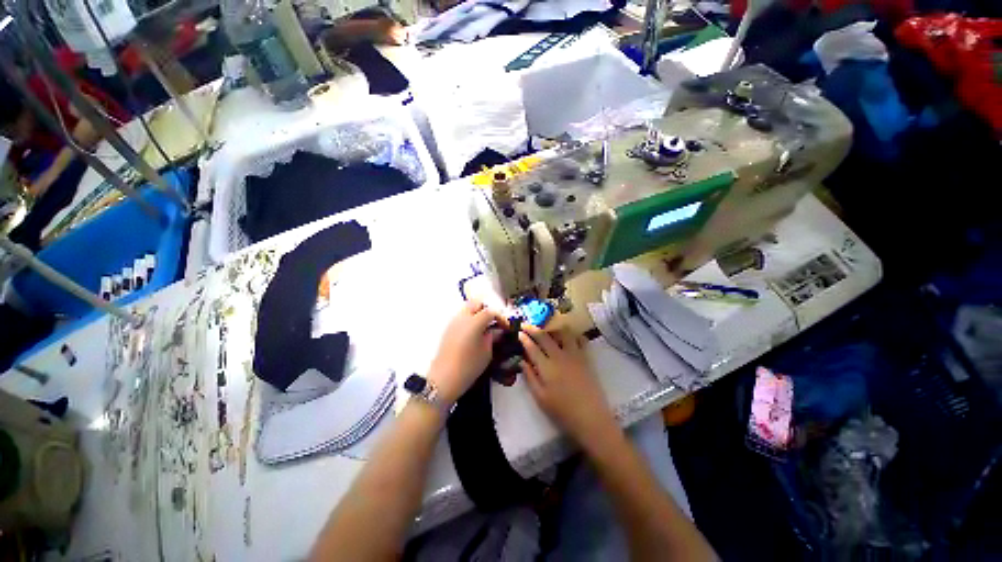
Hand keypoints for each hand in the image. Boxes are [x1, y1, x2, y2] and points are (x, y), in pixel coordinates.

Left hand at [427, 300, 504, 403]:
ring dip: (477, 314)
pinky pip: (461, 318)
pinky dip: (469, 320)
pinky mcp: (448, 330)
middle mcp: (462, 317)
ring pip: (467, 309)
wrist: (443, 379)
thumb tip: (496, 331)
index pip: (491, 311)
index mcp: (474, 321)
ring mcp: (453, 322)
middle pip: (476, 303)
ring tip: (485, 328)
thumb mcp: (487, 353)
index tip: (507, 326)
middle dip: (487, 310)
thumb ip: (492, 338)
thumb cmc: (468, 367)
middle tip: (494, 322)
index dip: (501, 317)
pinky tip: (474, 333)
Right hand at [518, 325, 618, 449]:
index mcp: (546, 367)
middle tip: (527, 325)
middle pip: (545, 336)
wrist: (591, 418)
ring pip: (563, 333)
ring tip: (548, 330)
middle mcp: (559, 356)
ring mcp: (574, 355)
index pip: (532, 347)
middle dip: (534, 329)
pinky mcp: (586, 358)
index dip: (524, 338)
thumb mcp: (540, 398)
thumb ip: (530, 377)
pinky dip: (573, 335)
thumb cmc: (562, 411)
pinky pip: (580, 340)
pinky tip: (569, 338)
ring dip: (553, 328)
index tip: (518, 331)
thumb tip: (521, 361)